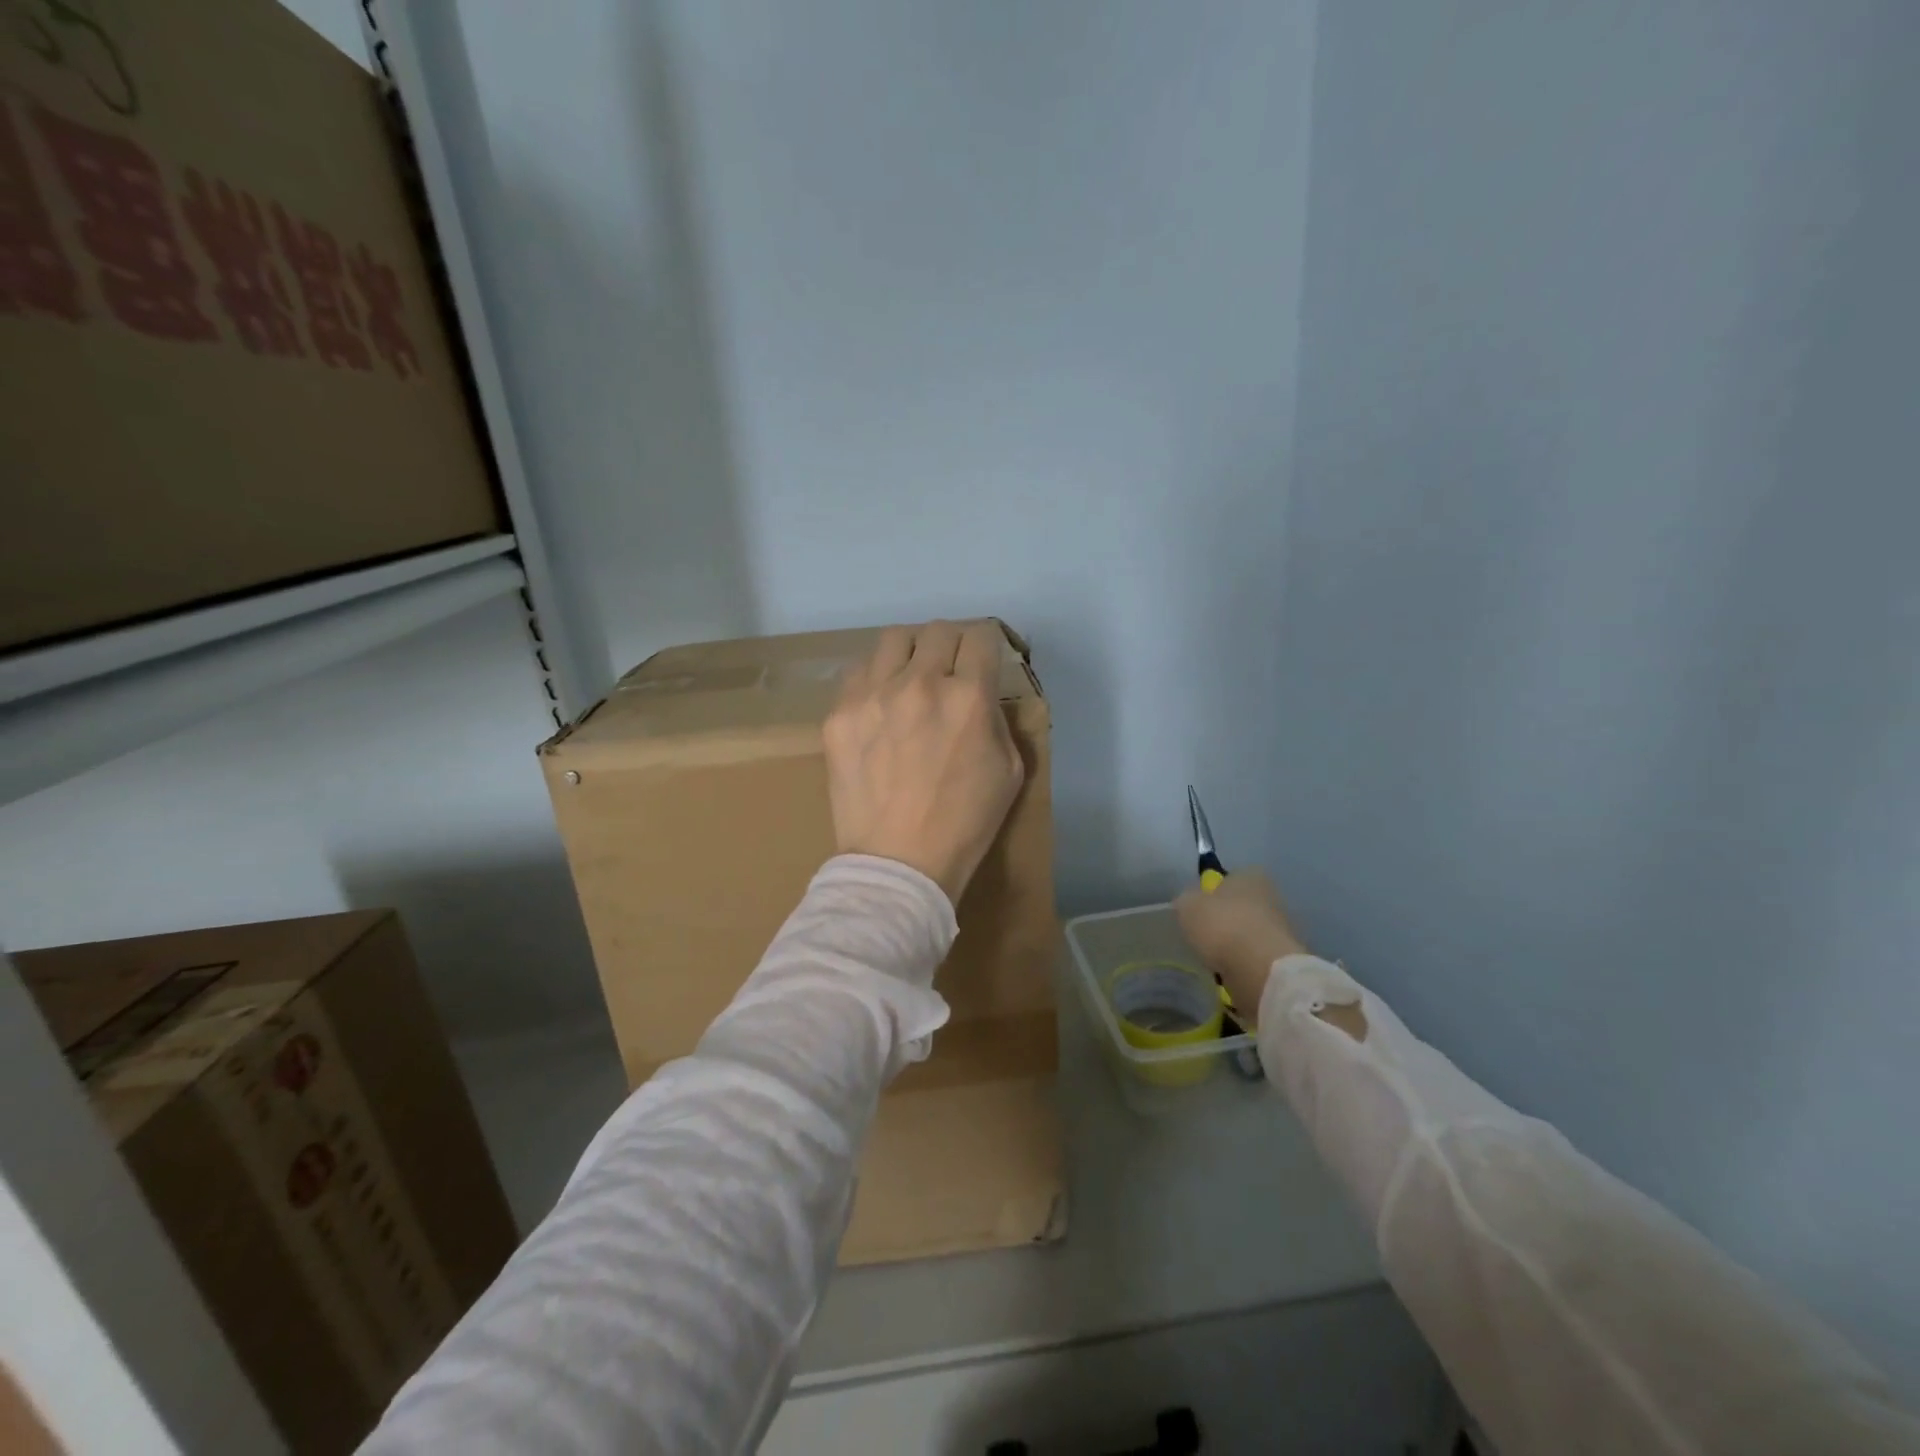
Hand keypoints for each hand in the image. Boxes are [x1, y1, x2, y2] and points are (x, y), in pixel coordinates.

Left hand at [823, 621, 1025, 904]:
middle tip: (949, 669)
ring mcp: (873, 695)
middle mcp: (920, 683)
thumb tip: (980, 693)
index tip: (982, 659)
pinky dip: (875, 678)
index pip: (980, 635)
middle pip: (937, 629)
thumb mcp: (1010, 771)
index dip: (986, 644)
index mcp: (968, 697)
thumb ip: (997, 718)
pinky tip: (879, 705)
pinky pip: (858, 671)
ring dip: (911, 652)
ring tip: (910, 678)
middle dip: (951, 644)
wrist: (898, 863)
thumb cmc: (964, 824)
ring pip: (894, 639)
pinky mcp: (839, 714)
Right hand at [1174, 869, 1307, 1023]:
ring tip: (1212, 957)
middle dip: (1224, 920)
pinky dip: (1241, 964)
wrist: (1261, 970)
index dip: (1211, 893)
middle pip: (1239, 907)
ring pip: (1246, 933)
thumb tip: (1189, 904)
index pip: (1229, 878)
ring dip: (1232, 944)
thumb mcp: (1187, 905)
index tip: (1198, 909)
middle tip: (1203, 935)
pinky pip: (1253, 957)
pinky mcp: (1282, 959)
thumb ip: (1186, 900)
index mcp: (1250, 875)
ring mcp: (1280, 929)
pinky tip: (1228, 971)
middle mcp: (1270, 897)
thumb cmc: (1222, 925)